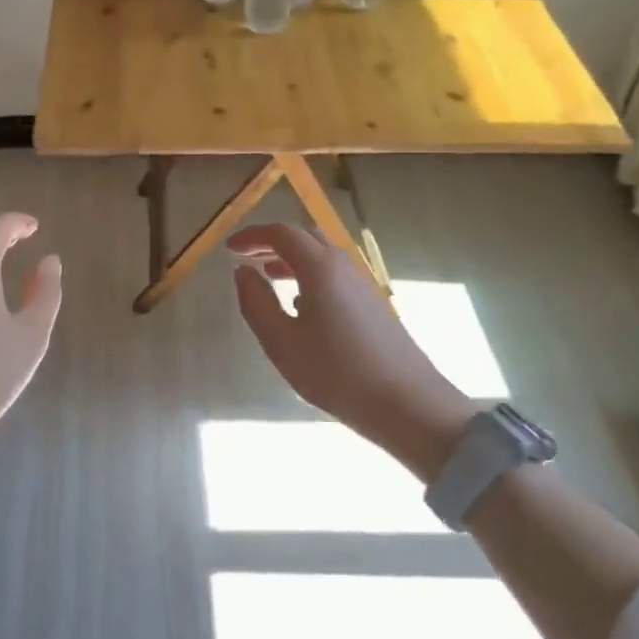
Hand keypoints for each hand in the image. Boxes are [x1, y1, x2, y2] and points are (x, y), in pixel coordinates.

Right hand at [228, 224, 475, 481]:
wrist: (408, 404)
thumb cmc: (336, 373)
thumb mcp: (282, 342)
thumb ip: (256, 302)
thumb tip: (242, 272)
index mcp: (320, 267)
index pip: (282, 233)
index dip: (252, 236)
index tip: (229, 248)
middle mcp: (343, 266)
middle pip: (305, 238)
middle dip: (272, 242)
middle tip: (246, 256)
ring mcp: (363, 284)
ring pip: (322, 257)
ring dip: (292, 259)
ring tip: (269, 276)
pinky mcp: (373, 304)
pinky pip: (335, 275)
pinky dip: (310, 275)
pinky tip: (301, 306)